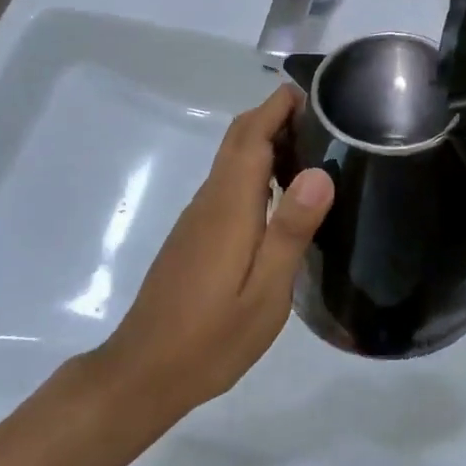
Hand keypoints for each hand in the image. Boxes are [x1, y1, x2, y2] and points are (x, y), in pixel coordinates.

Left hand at [98, 87, 333, 416]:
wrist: (143, 372)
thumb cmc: (212, 337)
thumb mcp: (266, 292)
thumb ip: (291, 230)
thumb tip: (320, 172)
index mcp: (229, 206)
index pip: (252, 135)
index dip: (278, 106)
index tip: (313, 92)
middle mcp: (210, 199)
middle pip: (238, 139)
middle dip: (273, 115)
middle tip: (322, 118)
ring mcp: (198, 216)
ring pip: (231, 159)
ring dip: (265, 140)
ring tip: (312, 148)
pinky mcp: (194, 234)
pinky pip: (227, 182)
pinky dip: (255, 168)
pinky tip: (280, 193)